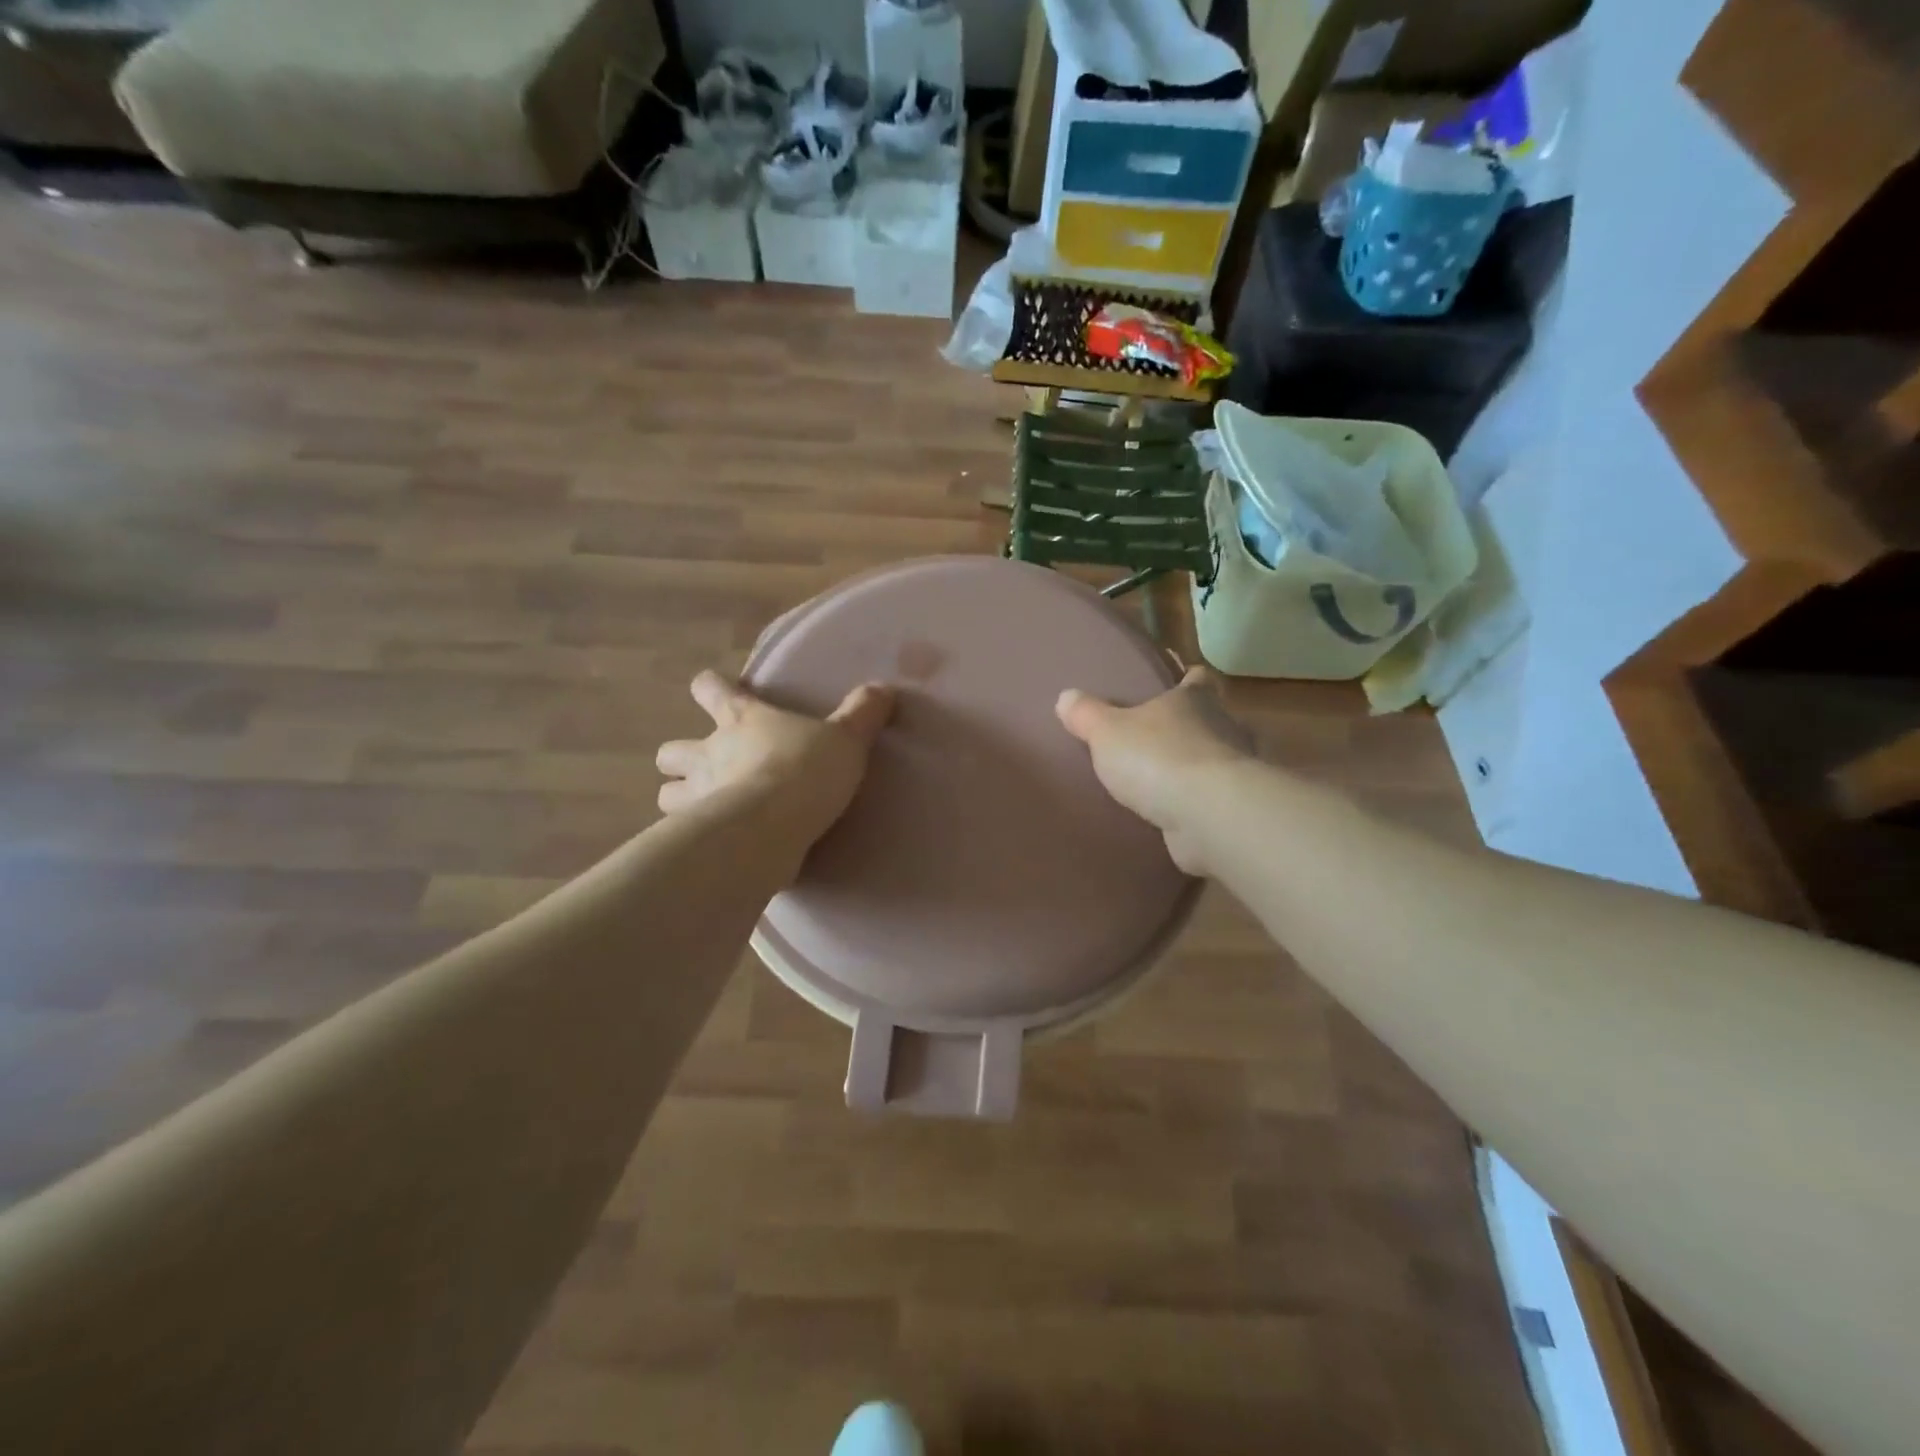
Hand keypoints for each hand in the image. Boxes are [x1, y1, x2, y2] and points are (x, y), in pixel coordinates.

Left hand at [655, 671, 893, 847]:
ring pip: (666, 794)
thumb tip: (884, 689)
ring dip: (681, 799)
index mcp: (741, 719)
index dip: (711, 688)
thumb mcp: (846, 739)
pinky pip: (684, 836)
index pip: (710, 689)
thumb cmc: (805, 770)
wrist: (773, 827)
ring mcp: (696, 796)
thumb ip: (862, 714)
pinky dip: (694, 838)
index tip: (716, 692)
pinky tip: (716, 845)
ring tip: (704, 809)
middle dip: (682, 758)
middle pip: (672, 750)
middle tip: (706, 768)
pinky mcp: (697, 836)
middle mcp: (709, 753)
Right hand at [1055, 666, 1252, 875]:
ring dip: (1196, 766)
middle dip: (1189, 726)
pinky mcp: (1234, 806)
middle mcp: (1222, 727)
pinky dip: (1199, 801)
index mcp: (1194, 700)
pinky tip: (1178, 812)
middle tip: (1159, 736)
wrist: (1209, 814)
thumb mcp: (1107, 732)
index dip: (1188, 678)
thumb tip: (1065, 697)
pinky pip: (1213, 797)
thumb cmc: (1157, 758)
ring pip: (1214, 759)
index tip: (1181, 680)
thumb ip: (1086, 715)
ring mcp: (1234, 769)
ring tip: (1166, 779)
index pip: (1198, 679)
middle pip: (1210, 718)